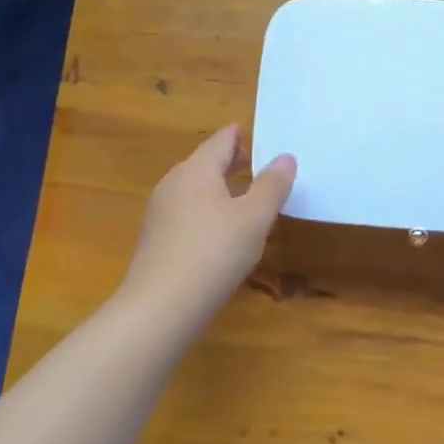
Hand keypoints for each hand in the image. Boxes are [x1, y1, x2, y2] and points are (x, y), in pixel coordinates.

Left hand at [120, 126, 296, 326]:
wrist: (160, 307)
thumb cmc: (213, 253)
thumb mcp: (254, 218)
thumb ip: (272, 186)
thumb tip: (285, 157)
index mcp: (196, 170)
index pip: (221, 141)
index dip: (241, 136)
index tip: (261, 135)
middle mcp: (174, 183)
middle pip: (205, 162)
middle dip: (233, 161)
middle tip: (260, 164)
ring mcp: (161, 212)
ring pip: (196, 189)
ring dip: (221, 188)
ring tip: (247, 197)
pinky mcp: (157, 239)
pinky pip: (188, 212)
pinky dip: (209, 210)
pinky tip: (223, 230)